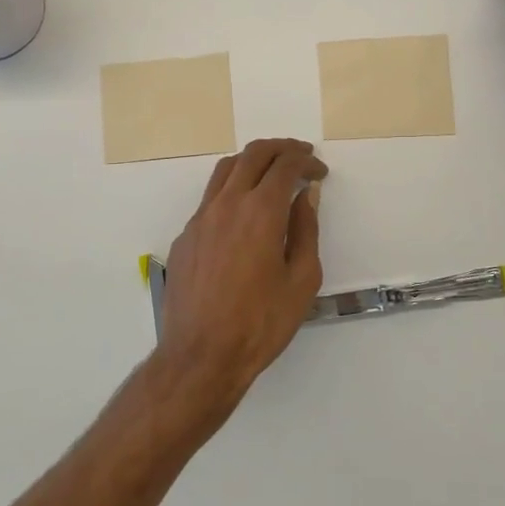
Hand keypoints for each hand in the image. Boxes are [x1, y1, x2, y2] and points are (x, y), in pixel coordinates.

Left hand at [154, 138, 326, 409]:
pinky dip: (232, 189)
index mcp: (260, 211)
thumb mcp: (302, 280)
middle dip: (281, 149)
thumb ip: (306, 230)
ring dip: (252, 161)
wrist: (201, 356)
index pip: (285, 166)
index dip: (306, 162)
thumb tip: (305, 196)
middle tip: (300, 156)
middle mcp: (227, 204)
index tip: (319, 171)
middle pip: (253, 155)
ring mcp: (200, 218)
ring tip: (271, 172)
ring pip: (226, 169)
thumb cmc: (260, 323)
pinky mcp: (185, 236)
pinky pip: (210, 197)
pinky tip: (244, 213)